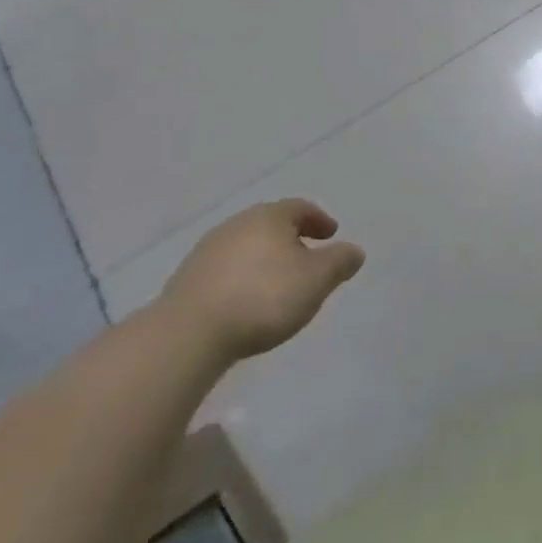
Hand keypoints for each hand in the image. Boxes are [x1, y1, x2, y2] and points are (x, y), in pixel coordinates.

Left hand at [158, 200, 364, 362]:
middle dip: (290, 238)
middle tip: (306, 257)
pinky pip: (225, 270)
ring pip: (245, 247)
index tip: (331, 234)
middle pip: (270, 225)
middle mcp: (237, 224)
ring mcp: (207, 251)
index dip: (319, 220)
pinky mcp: (186, 280)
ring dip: (263, 259)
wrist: (188, 334)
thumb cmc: (263, 297)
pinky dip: (241, 278)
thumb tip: (354, 251)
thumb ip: (340, 262)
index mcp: (269, 217)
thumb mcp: (316, 280)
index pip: (300, 208)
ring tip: (276, 283)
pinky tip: (246, 301)